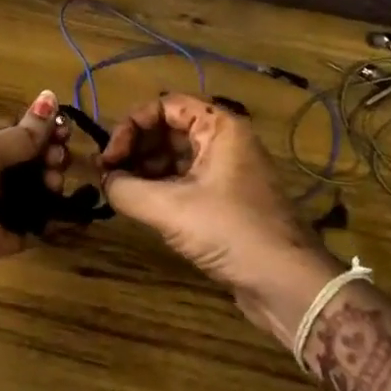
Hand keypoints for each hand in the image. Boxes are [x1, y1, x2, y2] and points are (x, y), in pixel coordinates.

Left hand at [0, 90, 70, 298]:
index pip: (13, 129)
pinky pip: (25, 229)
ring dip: (48, 189)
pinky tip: (69, 218)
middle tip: (61, 164)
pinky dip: (46, 225)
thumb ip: (21, 135)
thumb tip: (51, 98)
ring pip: (28, 194)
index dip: (41, 131)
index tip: (66, 135)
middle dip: (47, 160)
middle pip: (24, 162)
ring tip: (56, 187)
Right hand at [100, 94, 336, 343]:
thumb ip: (127, 189)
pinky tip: (140, 207)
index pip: (165, 106)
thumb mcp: (170, 208)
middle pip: (168, 129)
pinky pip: (184, 181)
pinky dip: (160, 188)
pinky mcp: (224, 200)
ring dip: (144, 170)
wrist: (286, 284)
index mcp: (219, 127)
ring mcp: (226, 171)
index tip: (110, 157)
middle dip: (135, 148)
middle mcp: (224, 141)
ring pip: (174, 157)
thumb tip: (105, 180)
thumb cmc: (231, 232)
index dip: (132, 125)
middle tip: (109, 175)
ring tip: (120, 192)